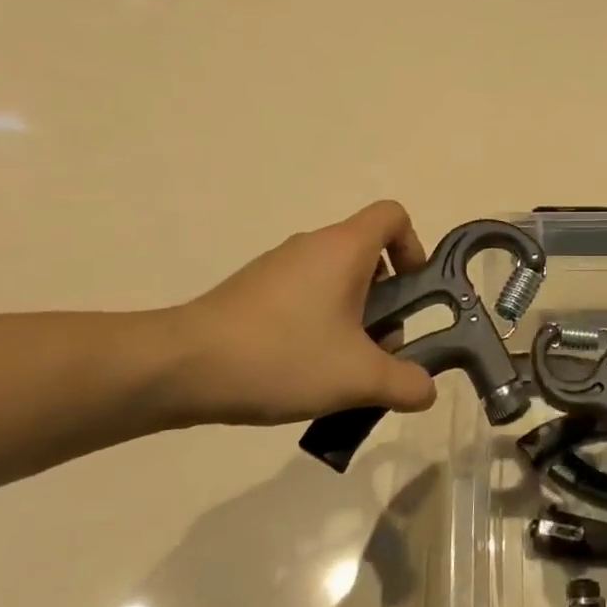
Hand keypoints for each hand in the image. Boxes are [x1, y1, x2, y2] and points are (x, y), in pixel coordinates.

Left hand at [160, 201, 438, 426]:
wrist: (181, 367)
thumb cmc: (282, 356)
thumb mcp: (358, 378)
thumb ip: (405, 383)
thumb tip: (425, 390)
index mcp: (344, 248)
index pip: (393, 216)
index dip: (414, 247)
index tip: (412, 292)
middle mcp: (312, 246)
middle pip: (368, 256)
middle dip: (386, 302)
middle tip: (379, 349)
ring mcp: (278, 267)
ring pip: (335, 281)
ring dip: (353, 319)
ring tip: (341, 371)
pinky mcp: (253, 292)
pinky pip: (304, 297)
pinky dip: (318, 325)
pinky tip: (303, 372)